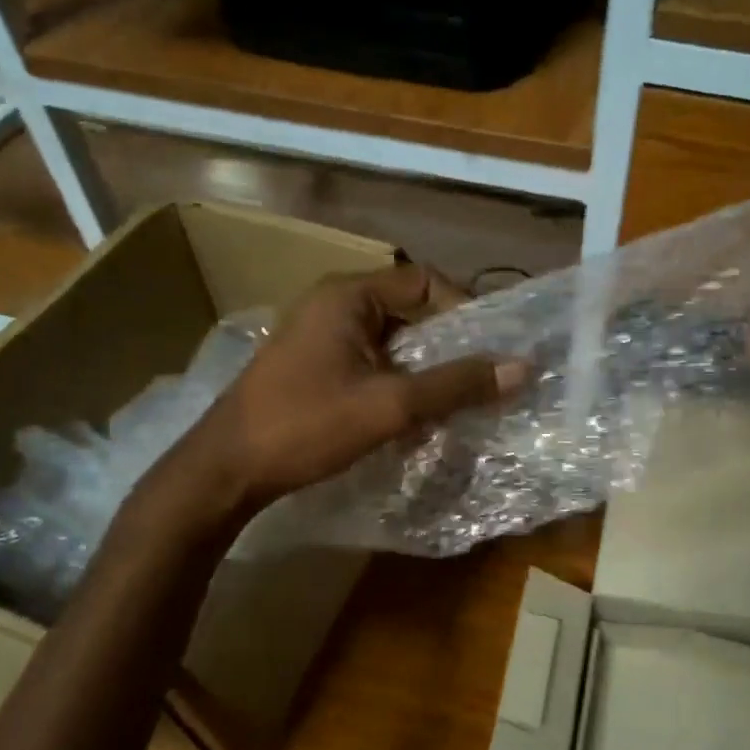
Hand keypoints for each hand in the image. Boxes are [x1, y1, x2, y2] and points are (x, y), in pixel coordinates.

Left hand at [129, 263, 520, 537]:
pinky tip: (412, 417)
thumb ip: (456, 384)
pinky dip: (398, 382)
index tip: (489, 350)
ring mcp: (321, 336)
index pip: (425, 281)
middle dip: (447, 345)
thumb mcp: (390, 405)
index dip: (464, 309)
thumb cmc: (307, 425)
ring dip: (424, 369)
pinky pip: (372, 362)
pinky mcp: (314, 366)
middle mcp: (334, 305)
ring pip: (393, 341)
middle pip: (410, 311)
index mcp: (349, 296)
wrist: (228, 469)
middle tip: (479, 380)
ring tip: (452, 402)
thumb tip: (522, 367)